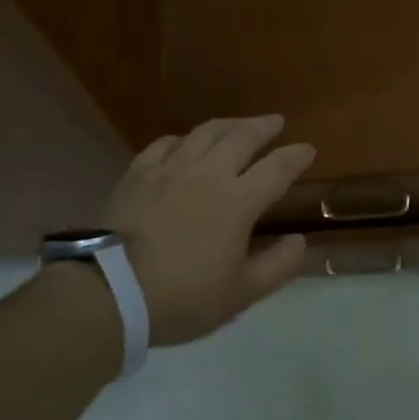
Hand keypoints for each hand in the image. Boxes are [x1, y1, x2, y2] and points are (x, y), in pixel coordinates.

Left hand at [100, 115, 314, 344]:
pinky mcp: (138, 172)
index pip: (277, 168)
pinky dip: (183, 138)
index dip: (296, 156)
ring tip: (238, 124)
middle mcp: (208, 173)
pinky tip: (184, 142)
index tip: (309, 148)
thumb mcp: (240, 295)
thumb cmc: (181, 297)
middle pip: (242, 137)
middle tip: (276, 122)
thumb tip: (300, 241)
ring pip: (205, 132)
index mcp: (238, 201)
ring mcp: (170, 168)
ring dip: (228, 124)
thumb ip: (277, 266)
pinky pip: (166, 143)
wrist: (110, 291)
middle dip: (264, 126)